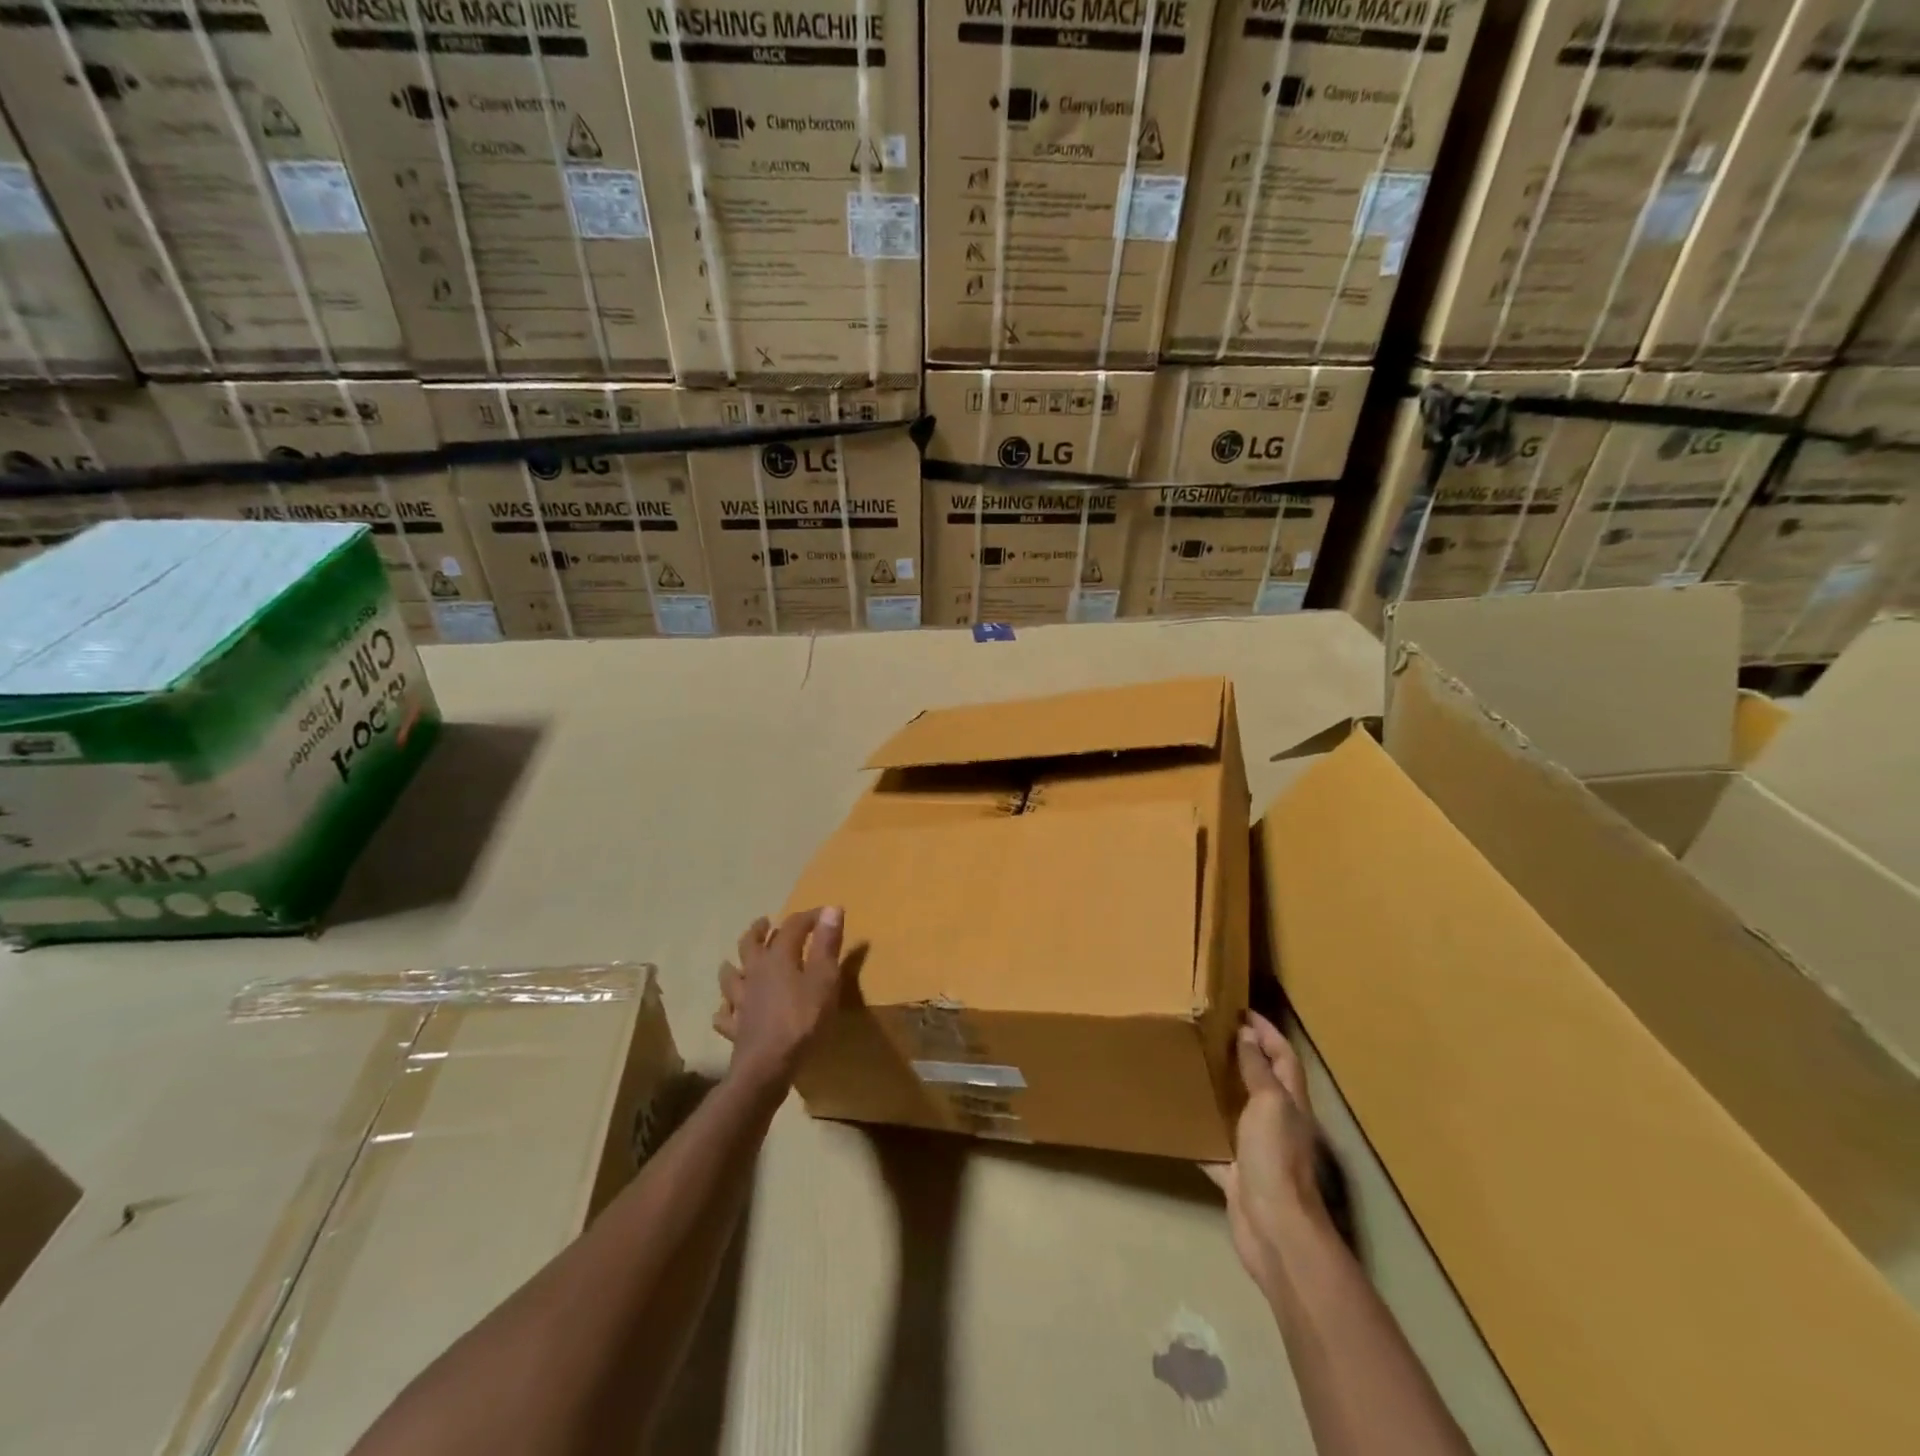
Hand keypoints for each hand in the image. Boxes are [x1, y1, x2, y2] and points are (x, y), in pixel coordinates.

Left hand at [714, 907, 845, 1091]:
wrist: (768, 1067)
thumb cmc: (802, 1020)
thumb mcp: (825, 979)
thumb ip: (827, 944)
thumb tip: (831, 907)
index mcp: (778, 958)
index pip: (792, 927)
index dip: (808, 917)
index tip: (824, 914)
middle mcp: (755, 973)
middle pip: (750, 945)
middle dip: (759, 931)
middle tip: (764, 923)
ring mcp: (741, 1001)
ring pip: (730, 977)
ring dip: (733, 966)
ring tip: (735, 963)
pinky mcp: (735, 1028)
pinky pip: (725, 1015)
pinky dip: (725, 1009)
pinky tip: (726, 1010)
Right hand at [1205, 1011, 1325, 1298]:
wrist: (1275, 1230)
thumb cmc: (1275, 1158)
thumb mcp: (1269, 1104)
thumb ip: (1258, 1071)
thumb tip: (1246, 1035)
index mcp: (1290, 1102)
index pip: (1283, 1055)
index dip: (1266, 1031)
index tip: (1239, 1009)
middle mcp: (1276, 1122)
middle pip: (1262, 1080)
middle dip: (1242, 1055)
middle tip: (1207, 1032)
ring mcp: (1256, 1150)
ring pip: (1237, 1111)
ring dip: (1219, 1090)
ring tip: (1189, 1066)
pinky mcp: (1235, 1174)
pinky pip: (1214, 1147)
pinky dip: (1199, 1134)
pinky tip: (1175, 1122)